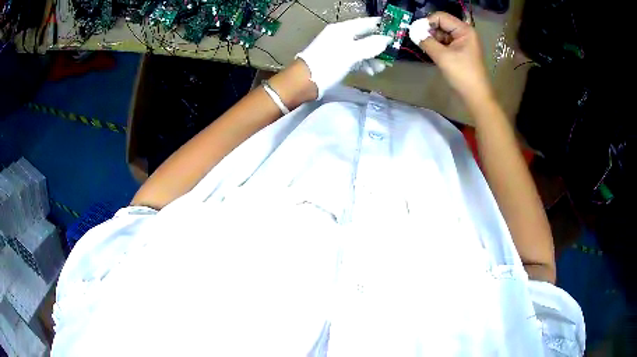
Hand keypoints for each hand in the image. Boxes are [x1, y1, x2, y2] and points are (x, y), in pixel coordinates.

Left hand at [297, 17, 391, 98]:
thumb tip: (387, 39)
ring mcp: (339, 48)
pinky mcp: (338, 60)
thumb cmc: (328, 63)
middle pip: (365, 36)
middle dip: (379, 45)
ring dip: (373, 57)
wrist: (304, 81)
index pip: (366, 22)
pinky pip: (355, 58)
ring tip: (381, 68)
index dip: (382, 25)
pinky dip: (364, 64)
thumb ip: (370, 45)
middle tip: (392, 53)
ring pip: (362, 49)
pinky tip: (371, 72)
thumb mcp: (351, 53)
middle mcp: (341, 36)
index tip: (397, 30)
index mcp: (343, 29)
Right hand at [409, 12, 493, 106]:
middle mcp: (464, 33)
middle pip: (441, 24)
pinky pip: (445, 43)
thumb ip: (426, 41)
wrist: (476, 97)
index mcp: (464, 30)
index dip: (427, 22)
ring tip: (424, 48)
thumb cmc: (462, 75)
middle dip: (429, 31)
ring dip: (432, 39)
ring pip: (442, 34)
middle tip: (418, 41)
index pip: (440, 17)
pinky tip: (431, 52)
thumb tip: (413, 32)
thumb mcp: (442, 56)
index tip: (415, 32)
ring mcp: (463, 42)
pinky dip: (436, 46)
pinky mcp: (460, 51)